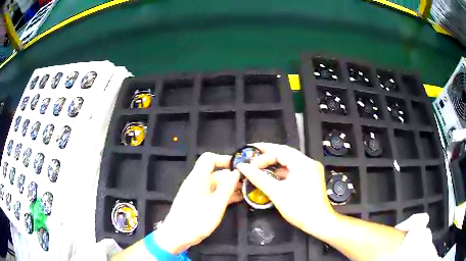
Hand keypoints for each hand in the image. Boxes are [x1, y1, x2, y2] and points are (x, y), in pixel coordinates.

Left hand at [154, 152, 241, 253]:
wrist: (177, 236)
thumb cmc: (197, 219)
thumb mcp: (216, 204)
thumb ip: (227, 187)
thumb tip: (236, 172)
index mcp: (198, 178)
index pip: (209, 159)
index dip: (224, 159)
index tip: (239, 167)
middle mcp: (196, 182)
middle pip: (215, 173)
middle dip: (231, 176)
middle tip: (249, 183)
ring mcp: (197, 193)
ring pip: (215, 184)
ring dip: (229, 187)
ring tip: (246, 192)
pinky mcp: (198, 202)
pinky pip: (212, 194)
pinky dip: (223, 195)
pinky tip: (236, 200)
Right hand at [236, 143, 335, 235]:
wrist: (319, 222)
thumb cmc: (298, 207)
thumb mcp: (276, 192)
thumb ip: (258, 178)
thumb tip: (242, 167)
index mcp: (302, 162)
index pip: (279, 151)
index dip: (262, 156)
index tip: (248, 164)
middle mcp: (309, 162)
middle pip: (285, 153)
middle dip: (267, 155)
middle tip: (251, 156)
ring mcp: (311, 170)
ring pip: (289, 161)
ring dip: (274, 164)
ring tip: (259, 166)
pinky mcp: (311, 178)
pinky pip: (294, 170)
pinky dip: (282, 172)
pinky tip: (272, 176)